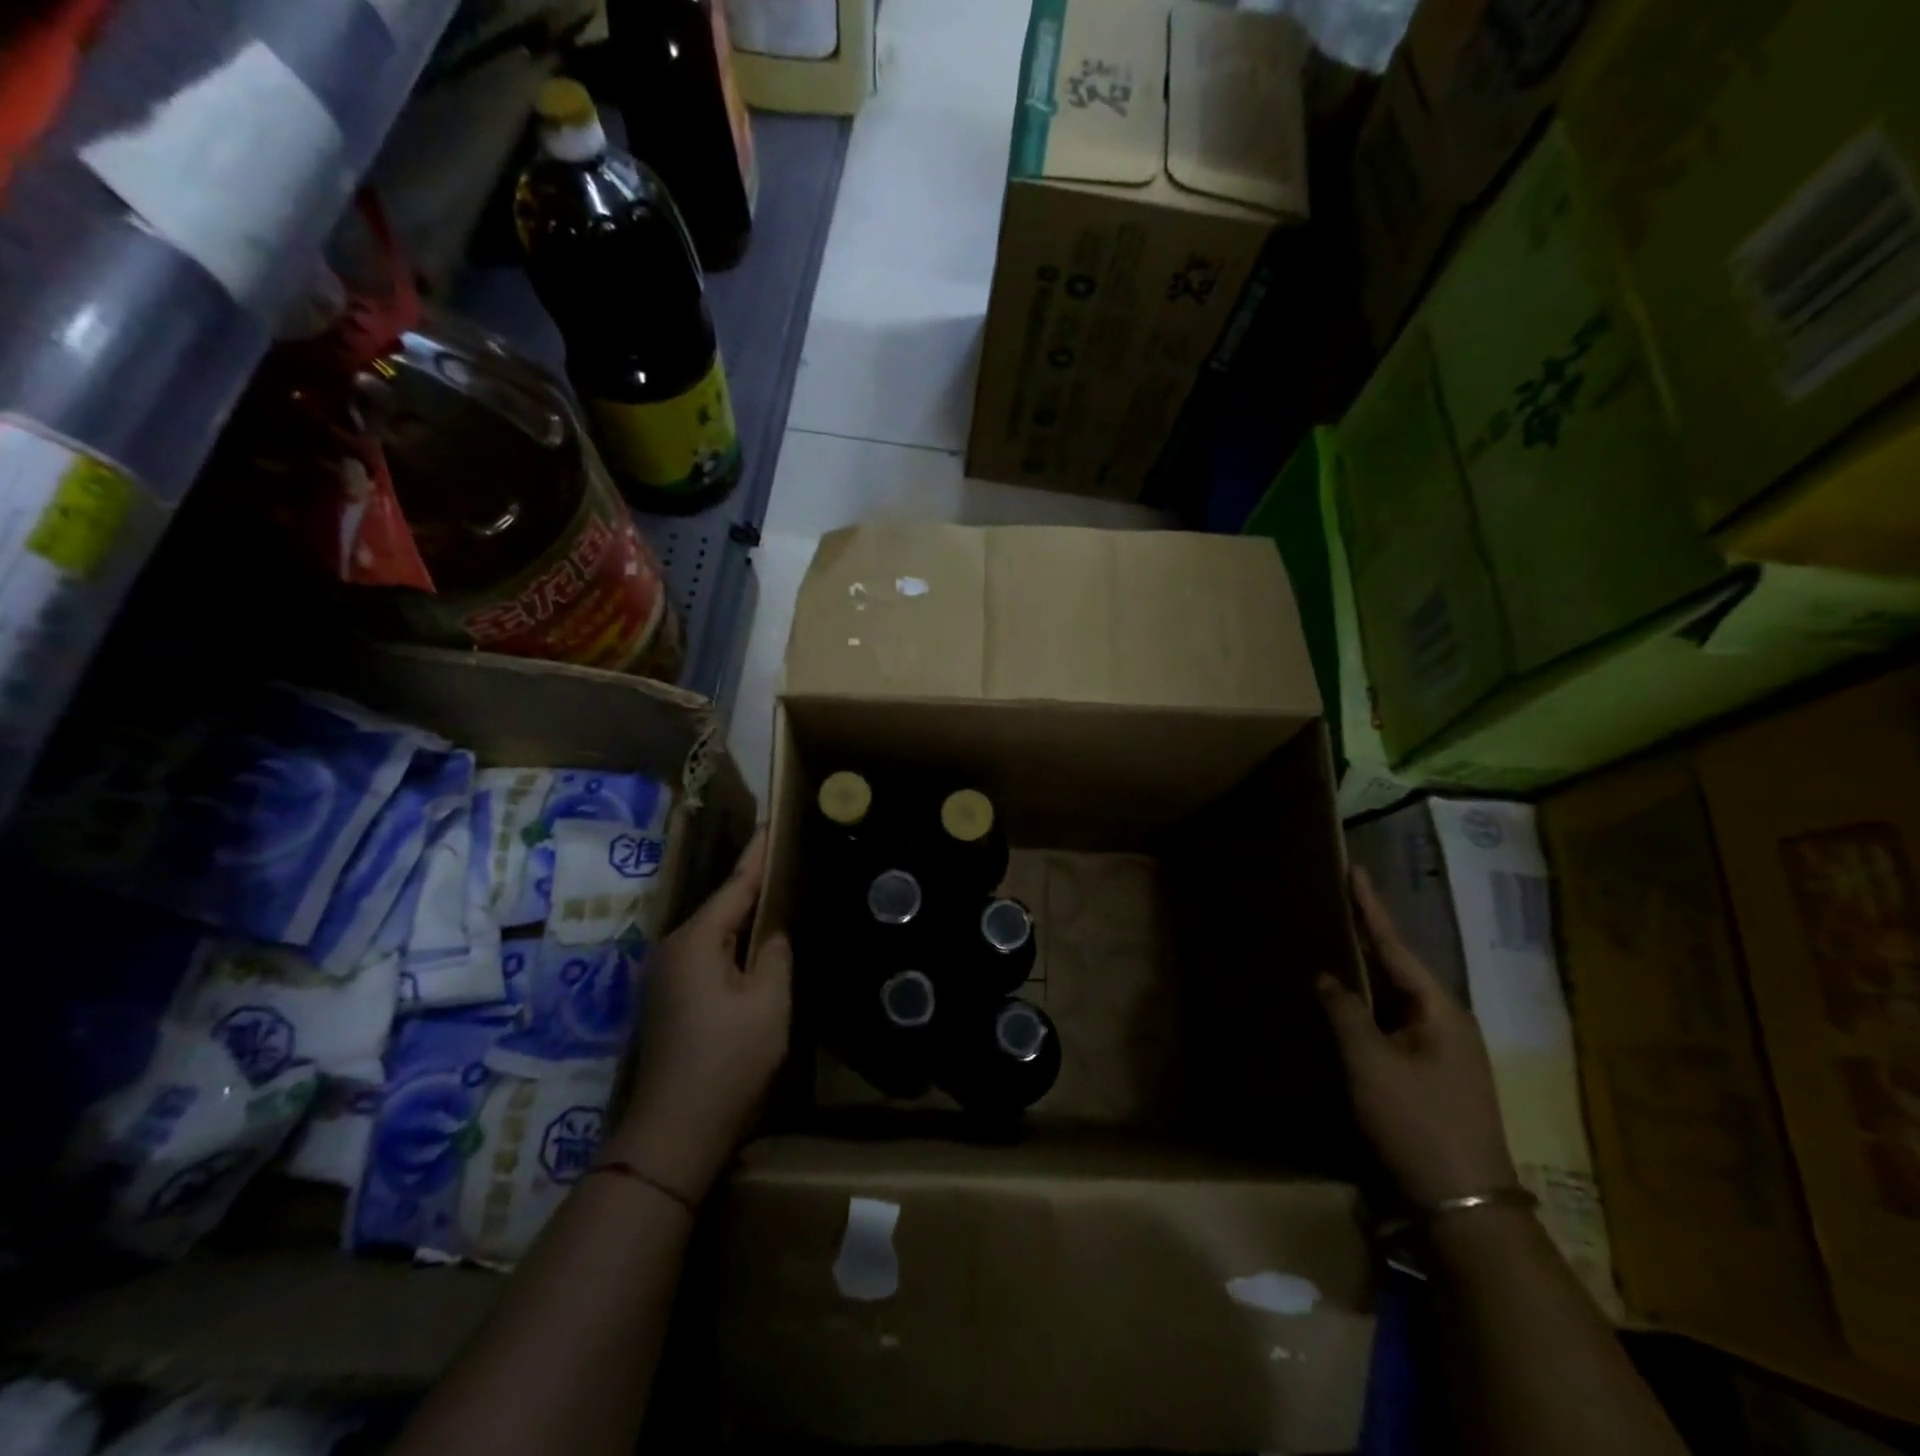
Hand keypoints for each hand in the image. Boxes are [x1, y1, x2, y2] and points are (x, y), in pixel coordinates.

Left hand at [608, 830, 791, 1203]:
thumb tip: (774, 930)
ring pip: (714, 932)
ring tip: (777, 893)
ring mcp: (665, 975)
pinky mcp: (669, 998)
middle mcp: (673, 948)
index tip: (774, 823)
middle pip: (721, 906)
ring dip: (743, 915)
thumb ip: (775, 952)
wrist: (674, 1130)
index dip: (759, 855)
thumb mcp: (768, 1000)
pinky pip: (706, 954)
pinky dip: (732, 943)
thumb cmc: (728, 1058)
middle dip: (753, 883)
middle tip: (786, 858)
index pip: (736, 885)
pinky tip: (754, 945)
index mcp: (696, 940)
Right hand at [1317, 868, 1517, 1209]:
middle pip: (1398, 968)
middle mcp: (1447, 1023)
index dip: (1370, 908)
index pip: (1395, 945)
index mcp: (1439, 1010)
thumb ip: (1345, 1012)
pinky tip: (1346, 1006)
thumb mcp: (1370, 1063)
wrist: (1465, 1205)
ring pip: (1395, 1000)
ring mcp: (1443, 1052)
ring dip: (1366, 975)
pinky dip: (1367, 1009)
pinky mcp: (1433, 1076)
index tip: (1355, 870)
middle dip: (1367, 937)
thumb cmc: (1417, 1123)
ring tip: (1334, 945)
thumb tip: (1327, 975)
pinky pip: (1394, 1026)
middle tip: (1337, 904)